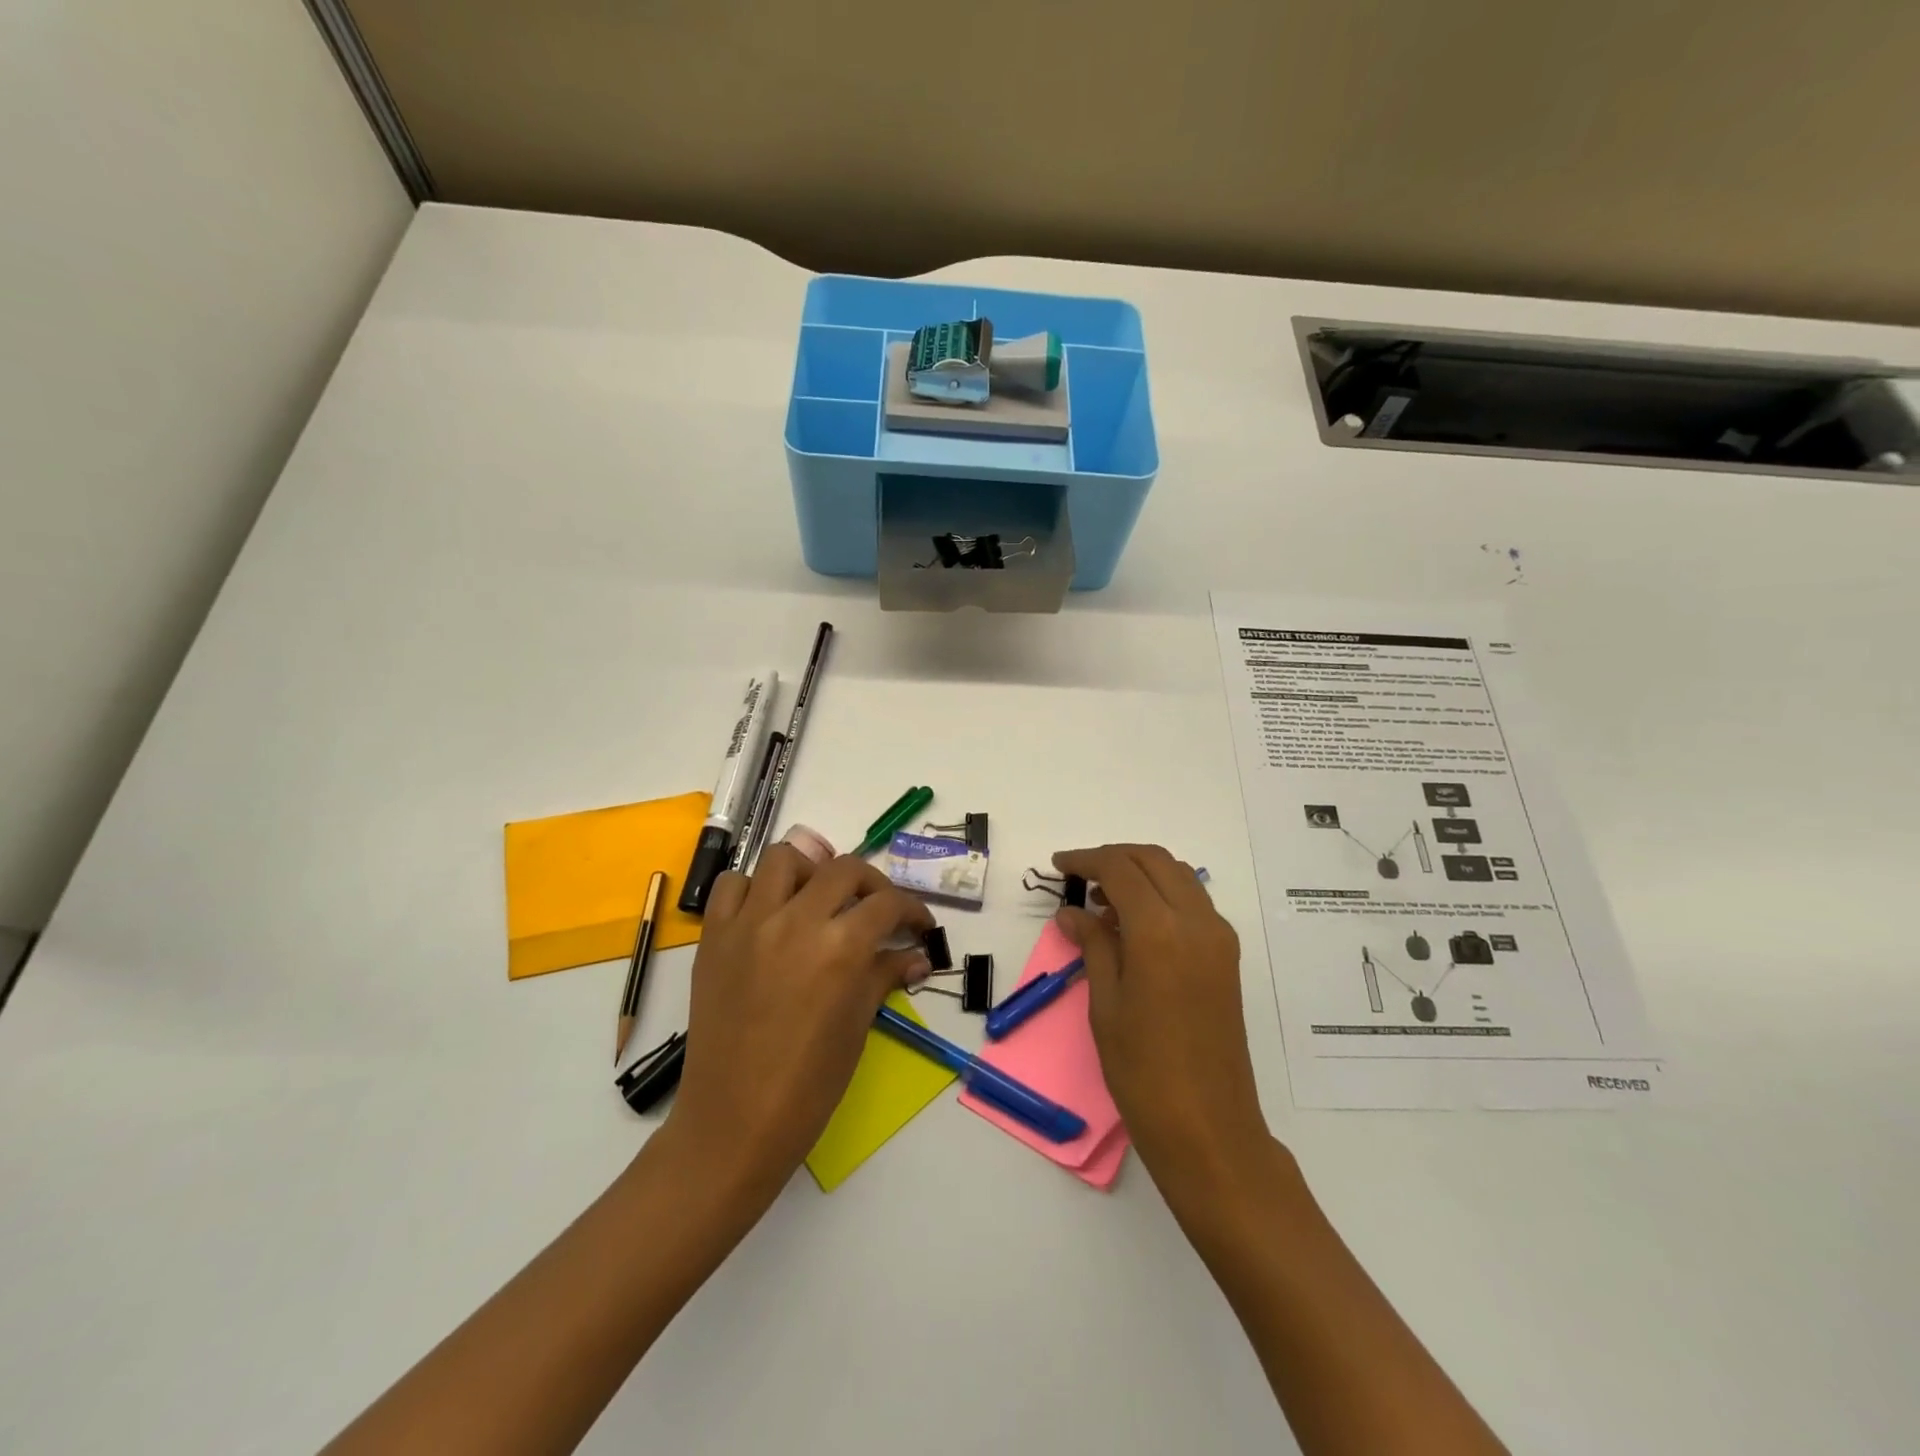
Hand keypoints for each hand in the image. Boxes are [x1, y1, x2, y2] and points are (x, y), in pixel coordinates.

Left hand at [665, 847, 934, 1200]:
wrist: (734, 1122)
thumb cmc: (808, 1085)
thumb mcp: (857, 1026)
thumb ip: (885, 975)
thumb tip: (917, 957)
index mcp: (840, 948)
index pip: (887, 904)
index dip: (913, 910)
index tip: (919, 926)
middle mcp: (795, 921)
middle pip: (844, 869)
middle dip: (872, 885)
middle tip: (878, 910)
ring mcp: (749, 924)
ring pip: (784, 859)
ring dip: (811, 872)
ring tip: (819, 900)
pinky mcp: (714, 936)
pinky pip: (732, 886)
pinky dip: (755, 889)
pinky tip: (768, 914)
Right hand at [1053, 844, 1268, 1191]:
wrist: (1209, 1128)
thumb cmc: (1143, 1071)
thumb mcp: (1105, 1004)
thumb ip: (1092, 945)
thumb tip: (1071, 912)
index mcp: (1161, 931)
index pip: (1121, 869)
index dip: (1087, 860)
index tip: (1059, 865)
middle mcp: (1197, 922)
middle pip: (1154, 860)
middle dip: (1114, 857)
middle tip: (1079, 874)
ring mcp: (1219, 938)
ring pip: (1178, 877)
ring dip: (1140, 873)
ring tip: (1101, 900)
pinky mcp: (1227, 957)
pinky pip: (1192, 903)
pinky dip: (1161, 895)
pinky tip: (1132, 924)